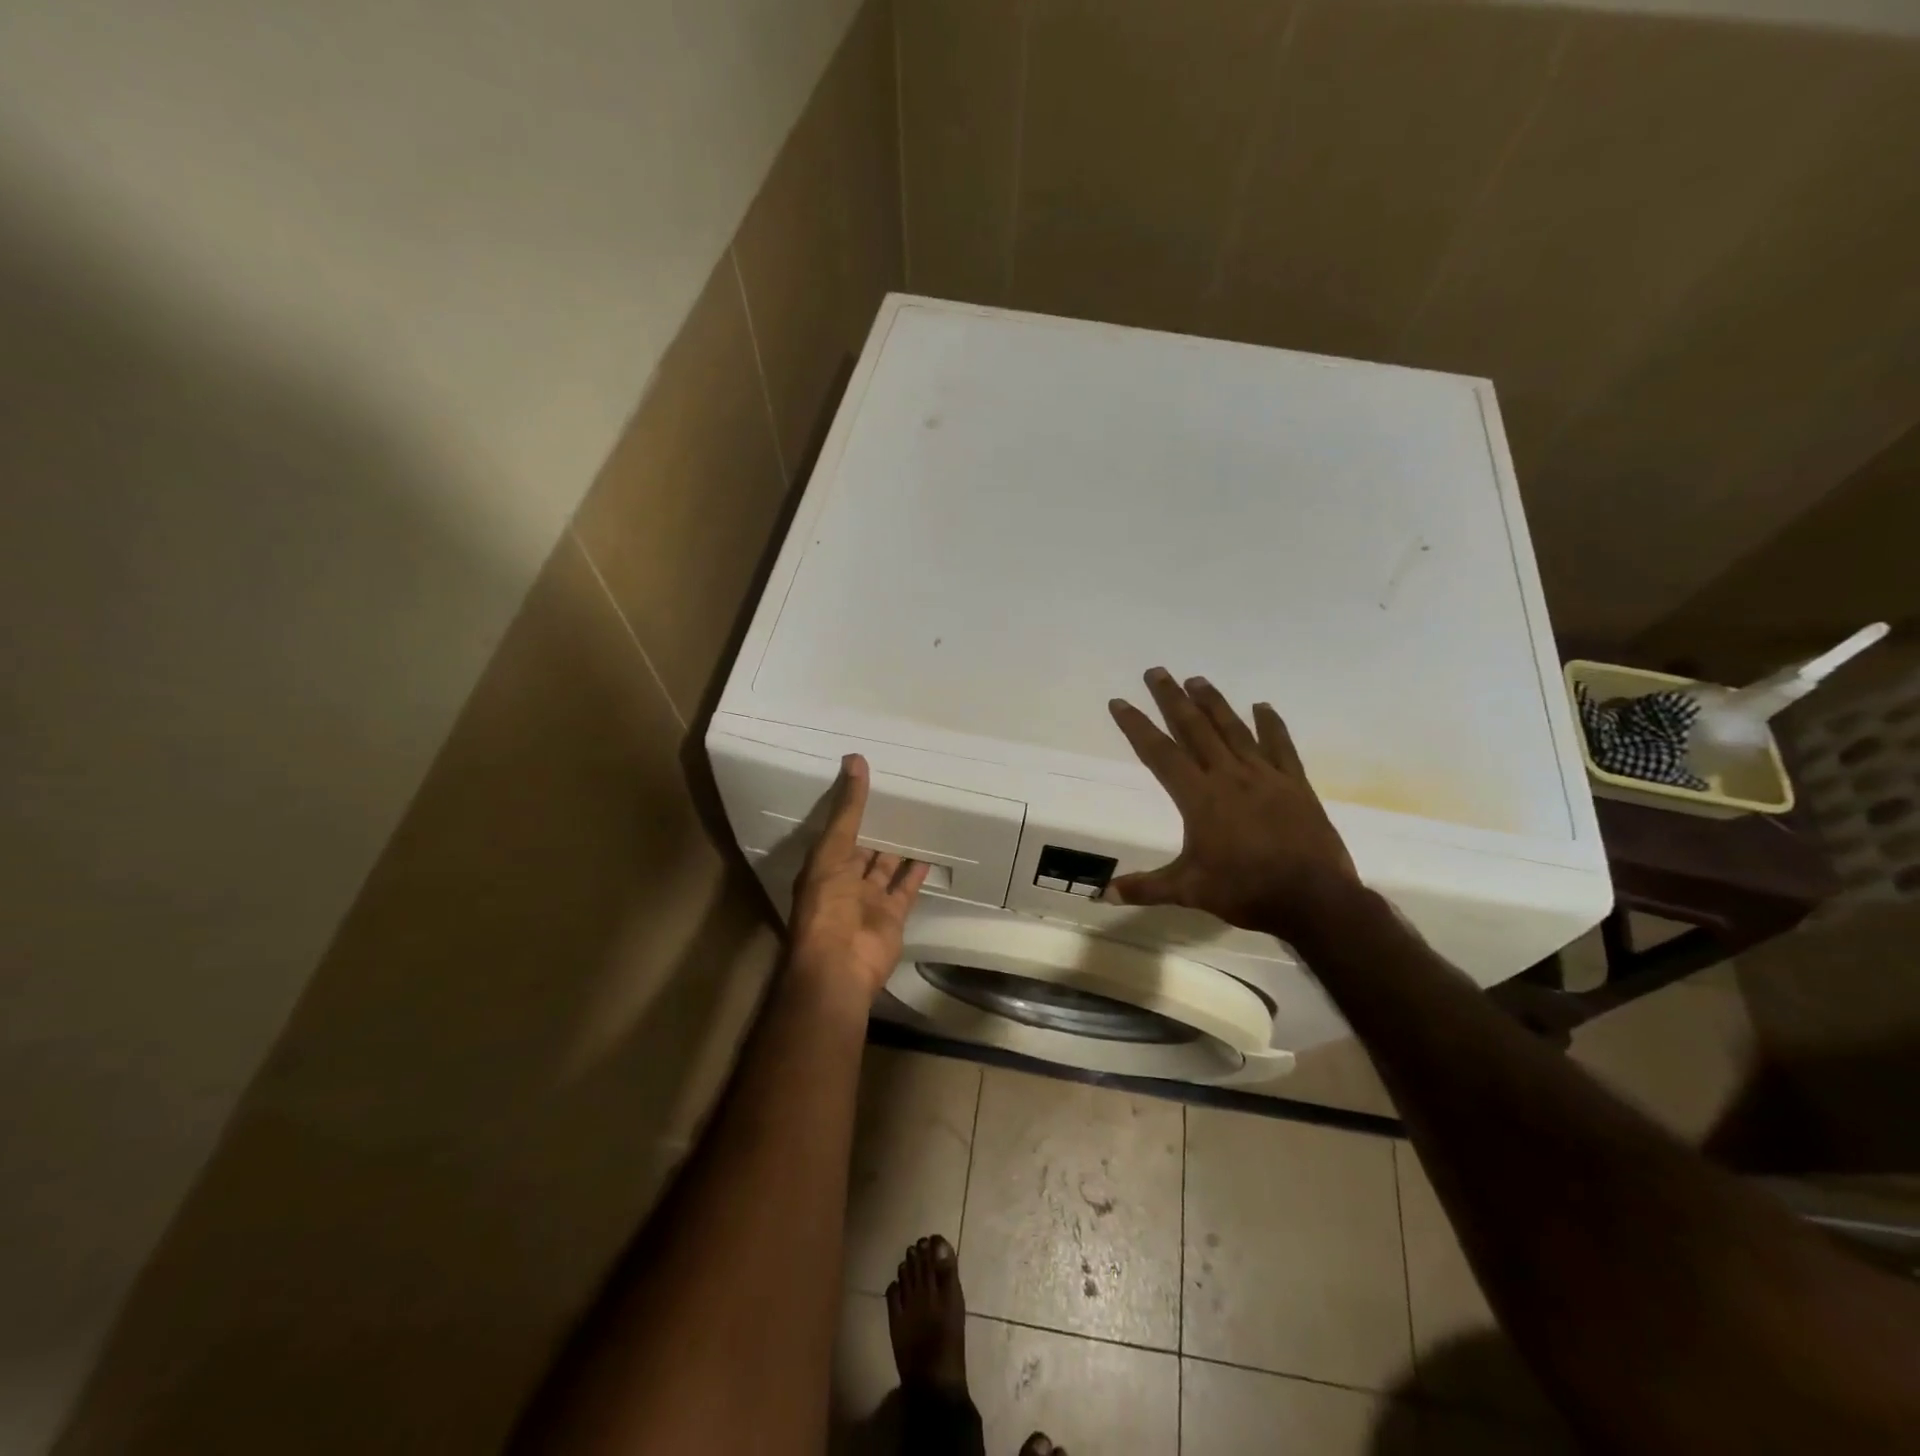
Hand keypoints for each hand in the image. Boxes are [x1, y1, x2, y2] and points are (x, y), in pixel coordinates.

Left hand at [788, 755, 929, 1001]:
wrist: (840, 964)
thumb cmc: (827, 903)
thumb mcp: (832, 849)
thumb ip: (847, 809)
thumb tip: (854, 760)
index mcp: (824, 865)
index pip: (840, 829)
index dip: (852, 807)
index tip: (870, 779)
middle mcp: (845, 880)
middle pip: (864, 847)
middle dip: (878, 826)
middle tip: (900, 793)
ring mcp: (870, 899)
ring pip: (886, 867)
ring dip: (899, 846)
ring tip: (918, 816)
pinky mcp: (893, 914)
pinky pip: (906, 888)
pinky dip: (917, 872)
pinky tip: (930, 850)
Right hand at [1106, 668, 1361, 943]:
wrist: (1314, 899)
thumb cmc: (1245, 891)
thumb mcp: (1189, 890)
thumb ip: (1146, 888)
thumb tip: (1104, 894)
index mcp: (1199, 797)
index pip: (1160, 753)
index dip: (1137, 726)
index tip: (1120, 701)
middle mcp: (1229, 776)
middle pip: (1195, 728)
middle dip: (1172, 698)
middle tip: (1157, 671)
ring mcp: (1264, 776)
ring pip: (1233, 729)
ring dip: (1213, 702)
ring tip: (1197, 679)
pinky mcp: (1294, 784)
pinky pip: (1280, 746)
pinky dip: (1271, 724)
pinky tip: (1262, 706)